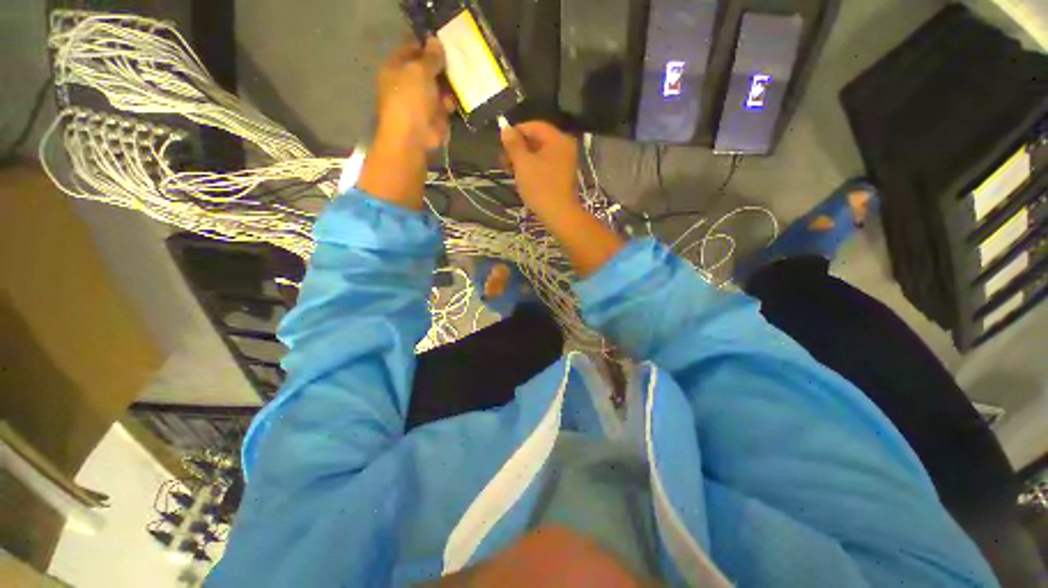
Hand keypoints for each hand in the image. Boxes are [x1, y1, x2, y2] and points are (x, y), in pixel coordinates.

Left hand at [374, 38, 452, 150]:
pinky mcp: (434, 117)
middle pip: (427, 70)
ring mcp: (421, 102)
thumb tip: (435, 40)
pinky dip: (452, 102)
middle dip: (441, 67)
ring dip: (449, 84)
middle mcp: (407, 83)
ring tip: (462, 77)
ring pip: (438, 87)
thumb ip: (430, 57)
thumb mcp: (419, 71)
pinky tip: (460, 96)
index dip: (427, 46)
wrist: (413, 137)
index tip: (444, 44)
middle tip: (457, 60)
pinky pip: (445, 105)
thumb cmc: (410, 99)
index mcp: (395, 68)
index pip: (412, 50)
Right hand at [500, 121, 579, 219]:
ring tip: (508, 169)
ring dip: (523, 159)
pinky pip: (544, 164)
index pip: (534, 126)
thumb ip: (513, 144)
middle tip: (503, 160)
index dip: (515, 132)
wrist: (559, 215)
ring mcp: (564, 161)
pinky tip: (520, 176)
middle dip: (518, 148)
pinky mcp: (561, 174)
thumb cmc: (541, 187)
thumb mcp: (523, 164)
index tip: (501, 144)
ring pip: (539, 153)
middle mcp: (564, 146)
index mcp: (558, 139)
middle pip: (537, 139)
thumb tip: (505, 128)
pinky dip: (532, 167)